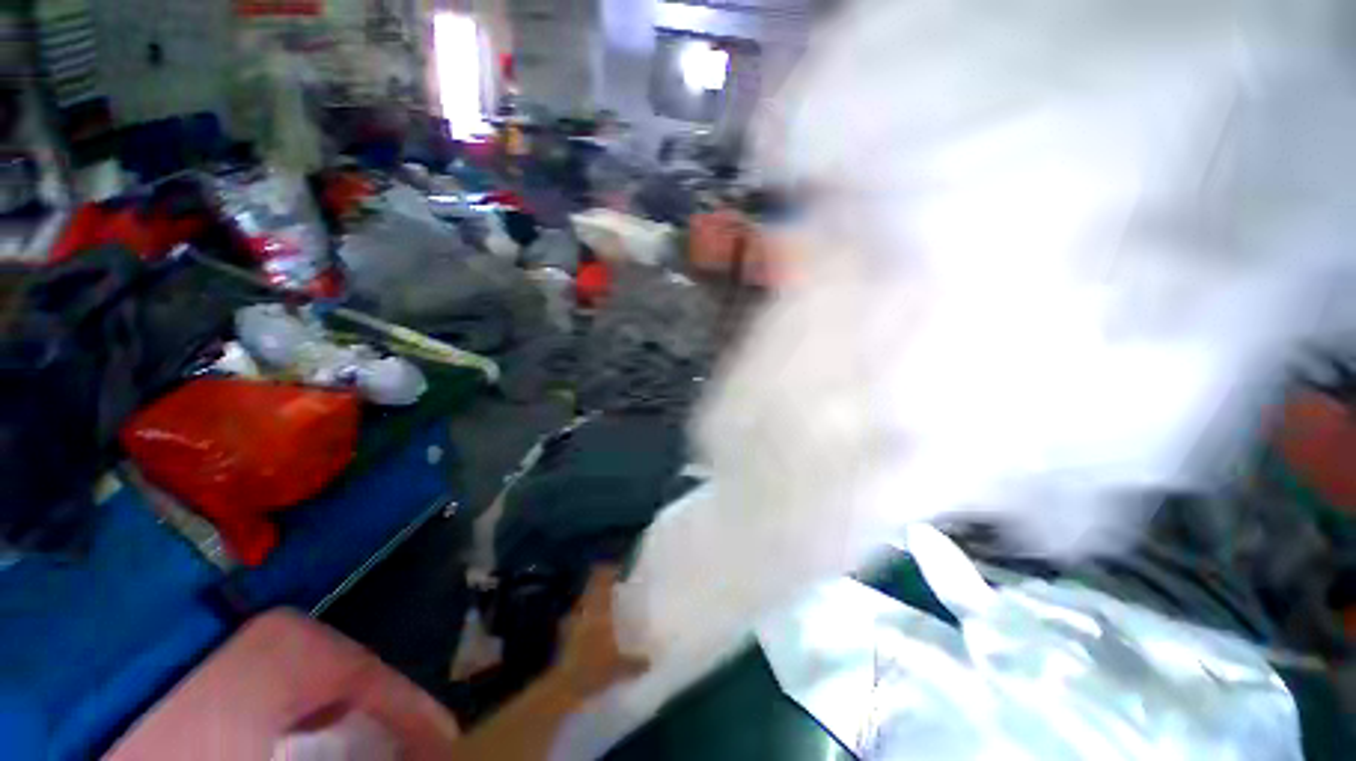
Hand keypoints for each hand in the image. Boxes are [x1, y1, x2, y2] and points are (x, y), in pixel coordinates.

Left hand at [549, 566, 648, 700]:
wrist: (562, 687)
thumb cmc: (593, 669)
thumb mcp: (620, 667)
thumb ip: (636, 662)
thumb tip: (651, 660)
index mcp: (599, 609)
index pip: (602, 579)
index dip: (608, 570)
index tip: (618, 568)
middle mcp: (584, 609)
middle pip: (591, 588)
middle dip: (601, 585)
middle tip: (613, 588)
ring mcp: (571, 621)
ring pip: (583, 602)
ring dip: (592, 601)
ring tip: (603, 608)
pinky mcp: (563, 635)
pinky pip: (577, 618)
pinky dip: (584, 618)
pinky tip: (591, 629)